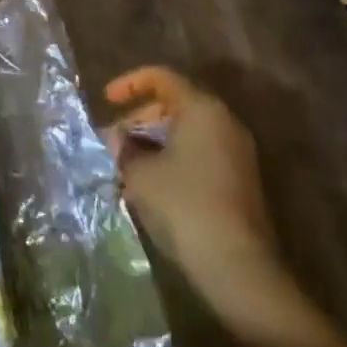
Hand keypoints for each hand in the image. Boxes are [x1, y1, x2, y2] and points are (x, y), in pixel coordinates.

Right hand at [103, 66, 294, 328]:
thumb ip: (124, 147)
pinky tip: (150, 186)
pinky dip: (173, 160)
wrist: (237, 268)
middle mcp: (224, 123)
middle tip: (115, 139)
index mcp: (202, 109)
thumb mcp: (139, 172)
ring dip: (154, 142)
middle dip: (140, 117)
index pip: (161, 78)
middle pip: (175, 104)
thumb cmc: (183, 204)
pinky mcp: (240, 183)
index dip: (129, 84)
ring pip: (187, 132)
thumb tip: (118, 138)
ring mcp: (237, 154)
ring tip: (126, 164)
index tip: (107, 101)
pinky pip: (199, 155)